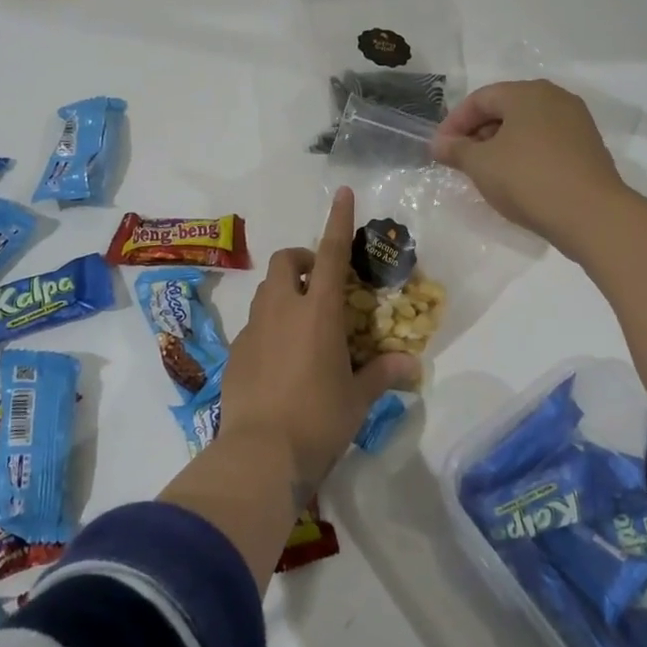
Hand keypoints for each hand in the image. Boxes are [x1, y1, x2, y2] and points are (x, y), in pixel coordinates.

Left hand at [219, 187, 418, 494]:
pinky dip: (270, 326)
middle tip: (322, 285)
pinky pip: (254, 324)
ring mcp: (253, 329)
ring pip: (267, 291)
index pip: (332, 254)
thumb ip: (382, 374)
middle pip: (286, 262)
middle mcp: (282, 310)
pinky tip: (282, 359)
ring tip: (305, 323)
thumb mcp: (357, 398)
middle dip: (303, 261)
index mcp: (318, 312)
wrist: (260, 453)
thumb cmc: (318, 419)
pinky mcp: (235, 351)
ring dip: (286, 292)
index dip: (338, 221)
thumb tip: (411, 365)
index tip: (342, 193)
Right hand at [432, 79, 629, 256]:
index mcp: (527, 93)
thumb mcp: (481, 165)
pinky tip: (516, 180)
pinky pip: (546, 143)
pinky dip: (525, 154)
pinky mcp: (588, 147)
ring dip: (501, 145)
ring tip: (486, 173)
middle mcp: (555, 98)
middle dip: (478, 133)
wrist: (591, 214)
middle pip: (505, 108)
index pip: (480, 98)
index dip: (454, 122)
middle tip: (461, 161)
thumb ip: (456, 150)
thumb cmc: (527, 179)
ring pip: (527, 126)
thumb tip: (439, 144)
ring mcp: (576, 122)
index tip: (440, 149)